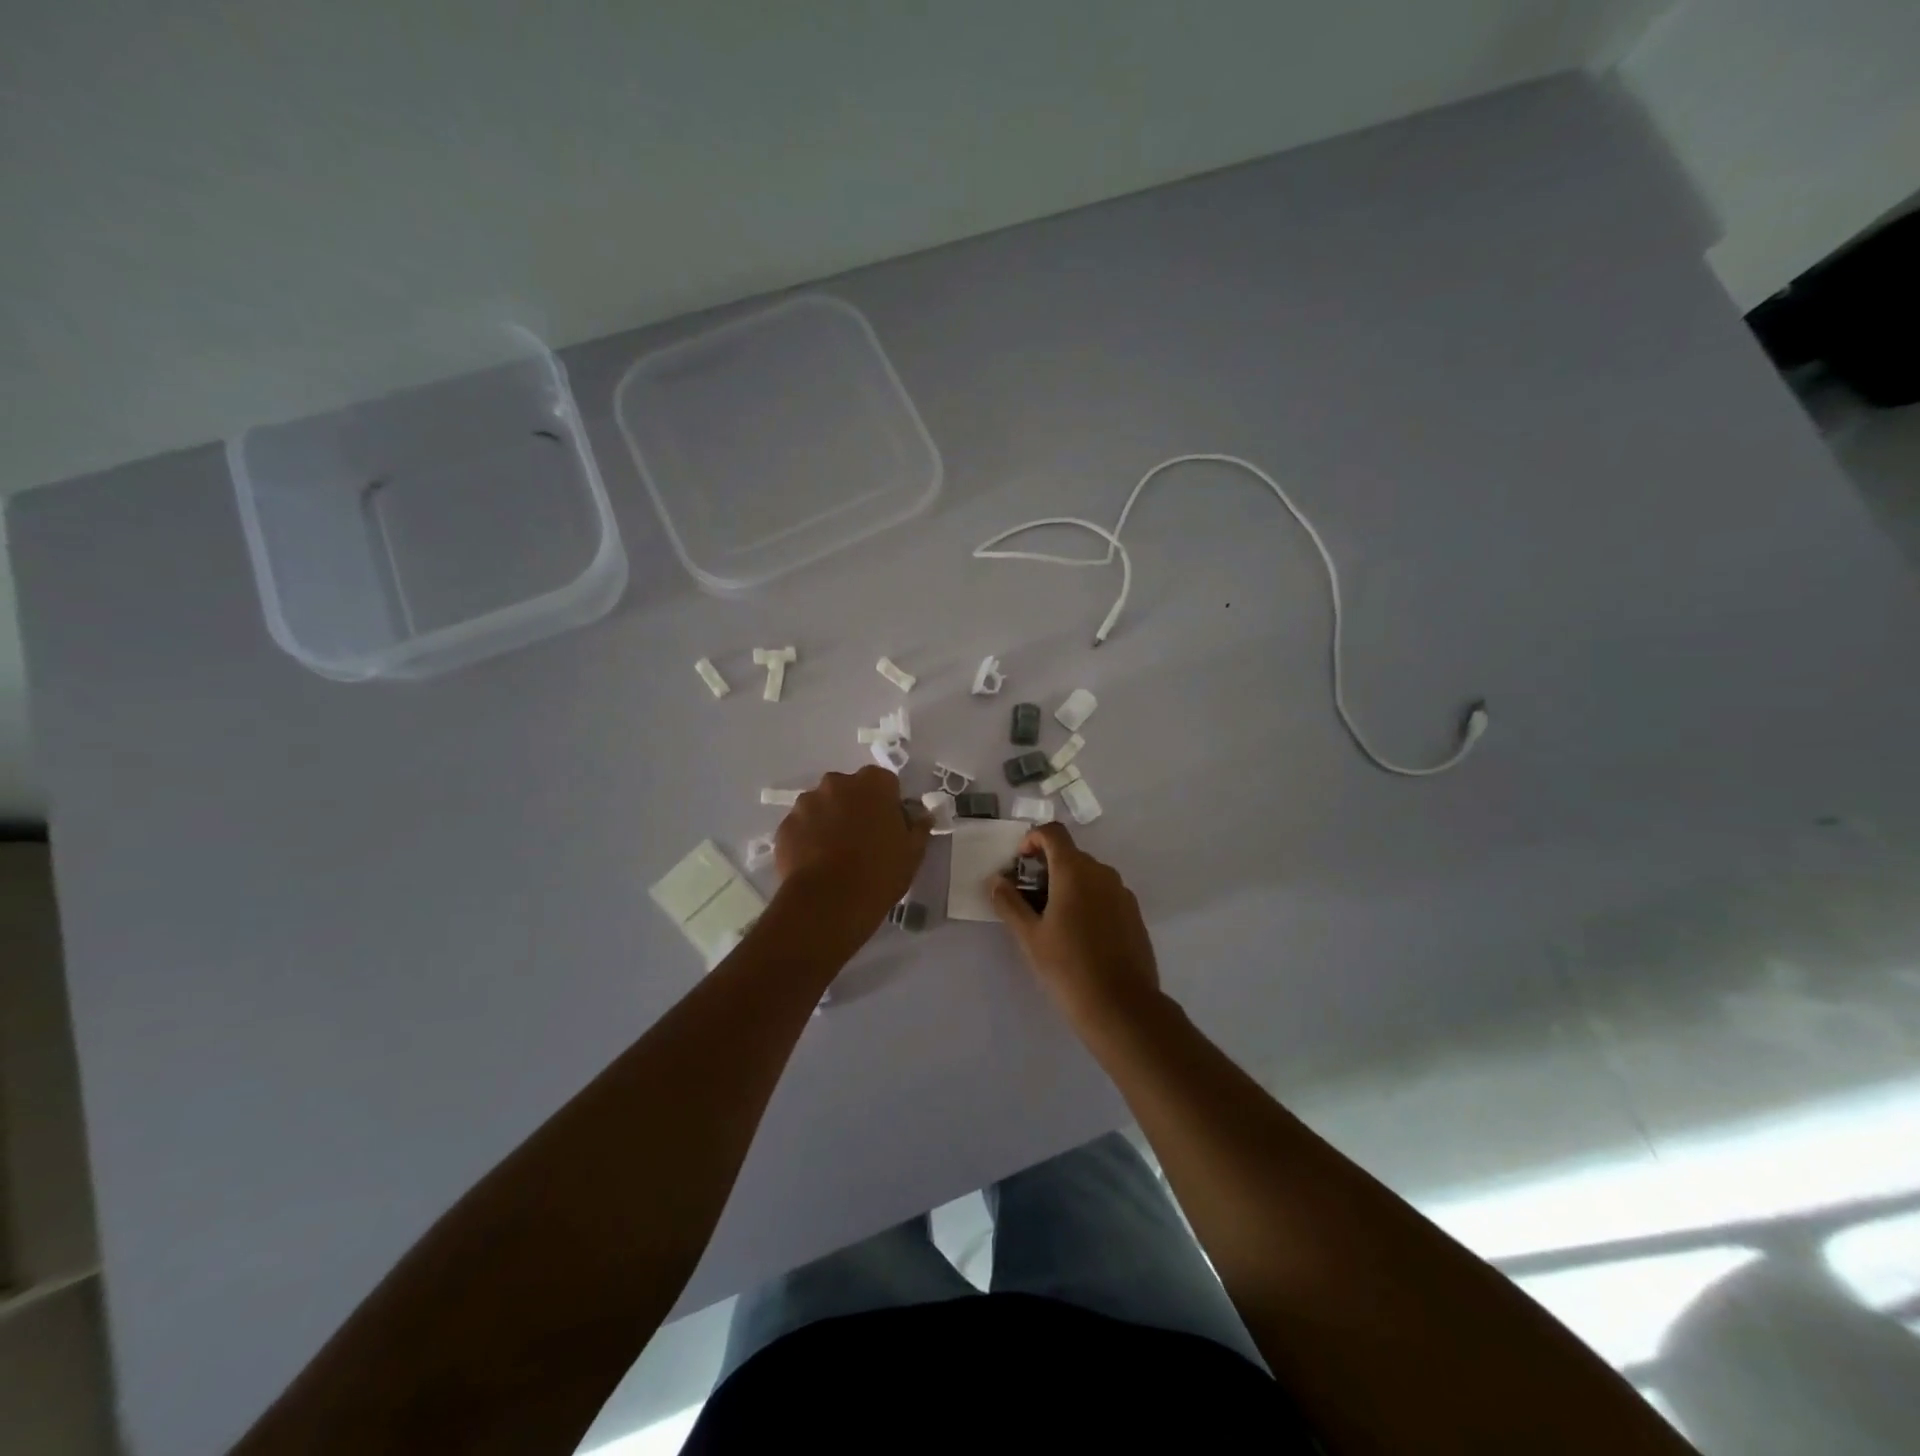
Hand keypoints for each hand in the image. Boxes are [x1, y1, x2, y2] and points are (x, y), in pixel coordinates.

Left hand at [776, 766, 930, 942]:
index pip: (884, 782)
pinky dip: (807, 838)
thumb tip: (921, 816)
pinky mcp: (785, 826)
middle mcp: (837, 783)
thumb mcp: (913, 852)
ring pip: (821, 806)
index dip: (887, 803)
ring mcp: (806, 803)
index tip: (888, 826)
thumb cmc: (880, 872)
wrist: (829, 901)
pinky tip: (815, 863)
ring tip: (834, 854)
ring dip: (828, 821)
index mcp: (873, 784)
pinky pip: (801, 827)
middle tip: (861, 839)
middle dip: (854, 807)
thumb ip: (918, 827)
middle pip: (849, 790)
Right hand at [989, 823, 1160, 1033]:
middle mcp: (1102, 872)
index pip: (1053, 833)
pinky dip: (1088, 900)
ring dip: (1067, 885)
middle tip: (1028, 899)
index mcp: (1074, 870)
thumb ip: (1009, 902)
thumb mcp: (1029, 936)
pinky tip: (1079, 935)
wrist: (1122, 1006)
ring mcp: (1122, 893)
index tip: (1019, 864)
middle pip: (1070, 855)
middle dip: (1046, 867)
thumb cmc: (1068, 967)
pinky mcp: (1134, 914)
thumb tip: (996, 880)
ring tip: (1052, 920)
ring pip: (1089, 876)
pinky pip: (1105, 894)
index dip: (1032, 839)